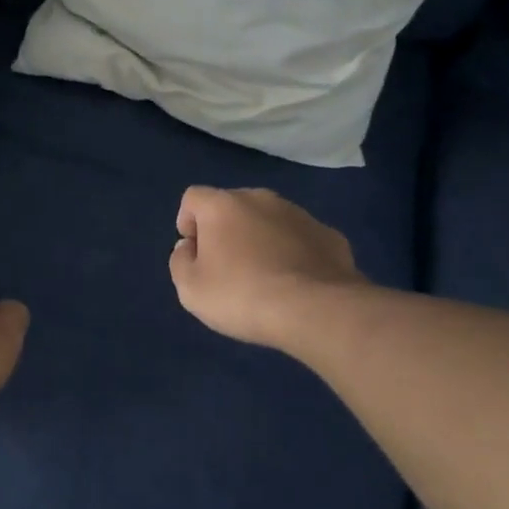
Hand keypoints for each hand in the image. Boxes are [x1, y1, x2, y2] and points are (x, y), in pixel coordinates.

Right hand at [170, 187, 365, 348]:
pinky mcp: (329, 234)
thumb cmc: (242, 295)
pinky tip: (296, 283)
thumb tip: (188, 247)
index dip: (188, 222)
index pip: (193, 197)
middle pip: (232, 206)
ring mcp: (299, 214)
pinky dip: (293, 253)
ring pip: (269, 220)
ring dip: (261, 239)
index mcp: (222, 206)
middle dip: (226, 230)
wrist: (317, 310)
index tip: (194, 254)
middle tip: (227, 268)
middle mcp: (260, 199)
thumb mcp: (191, 289)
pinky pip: (300, 238)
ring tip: (265, 278)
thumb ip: (180, 261)